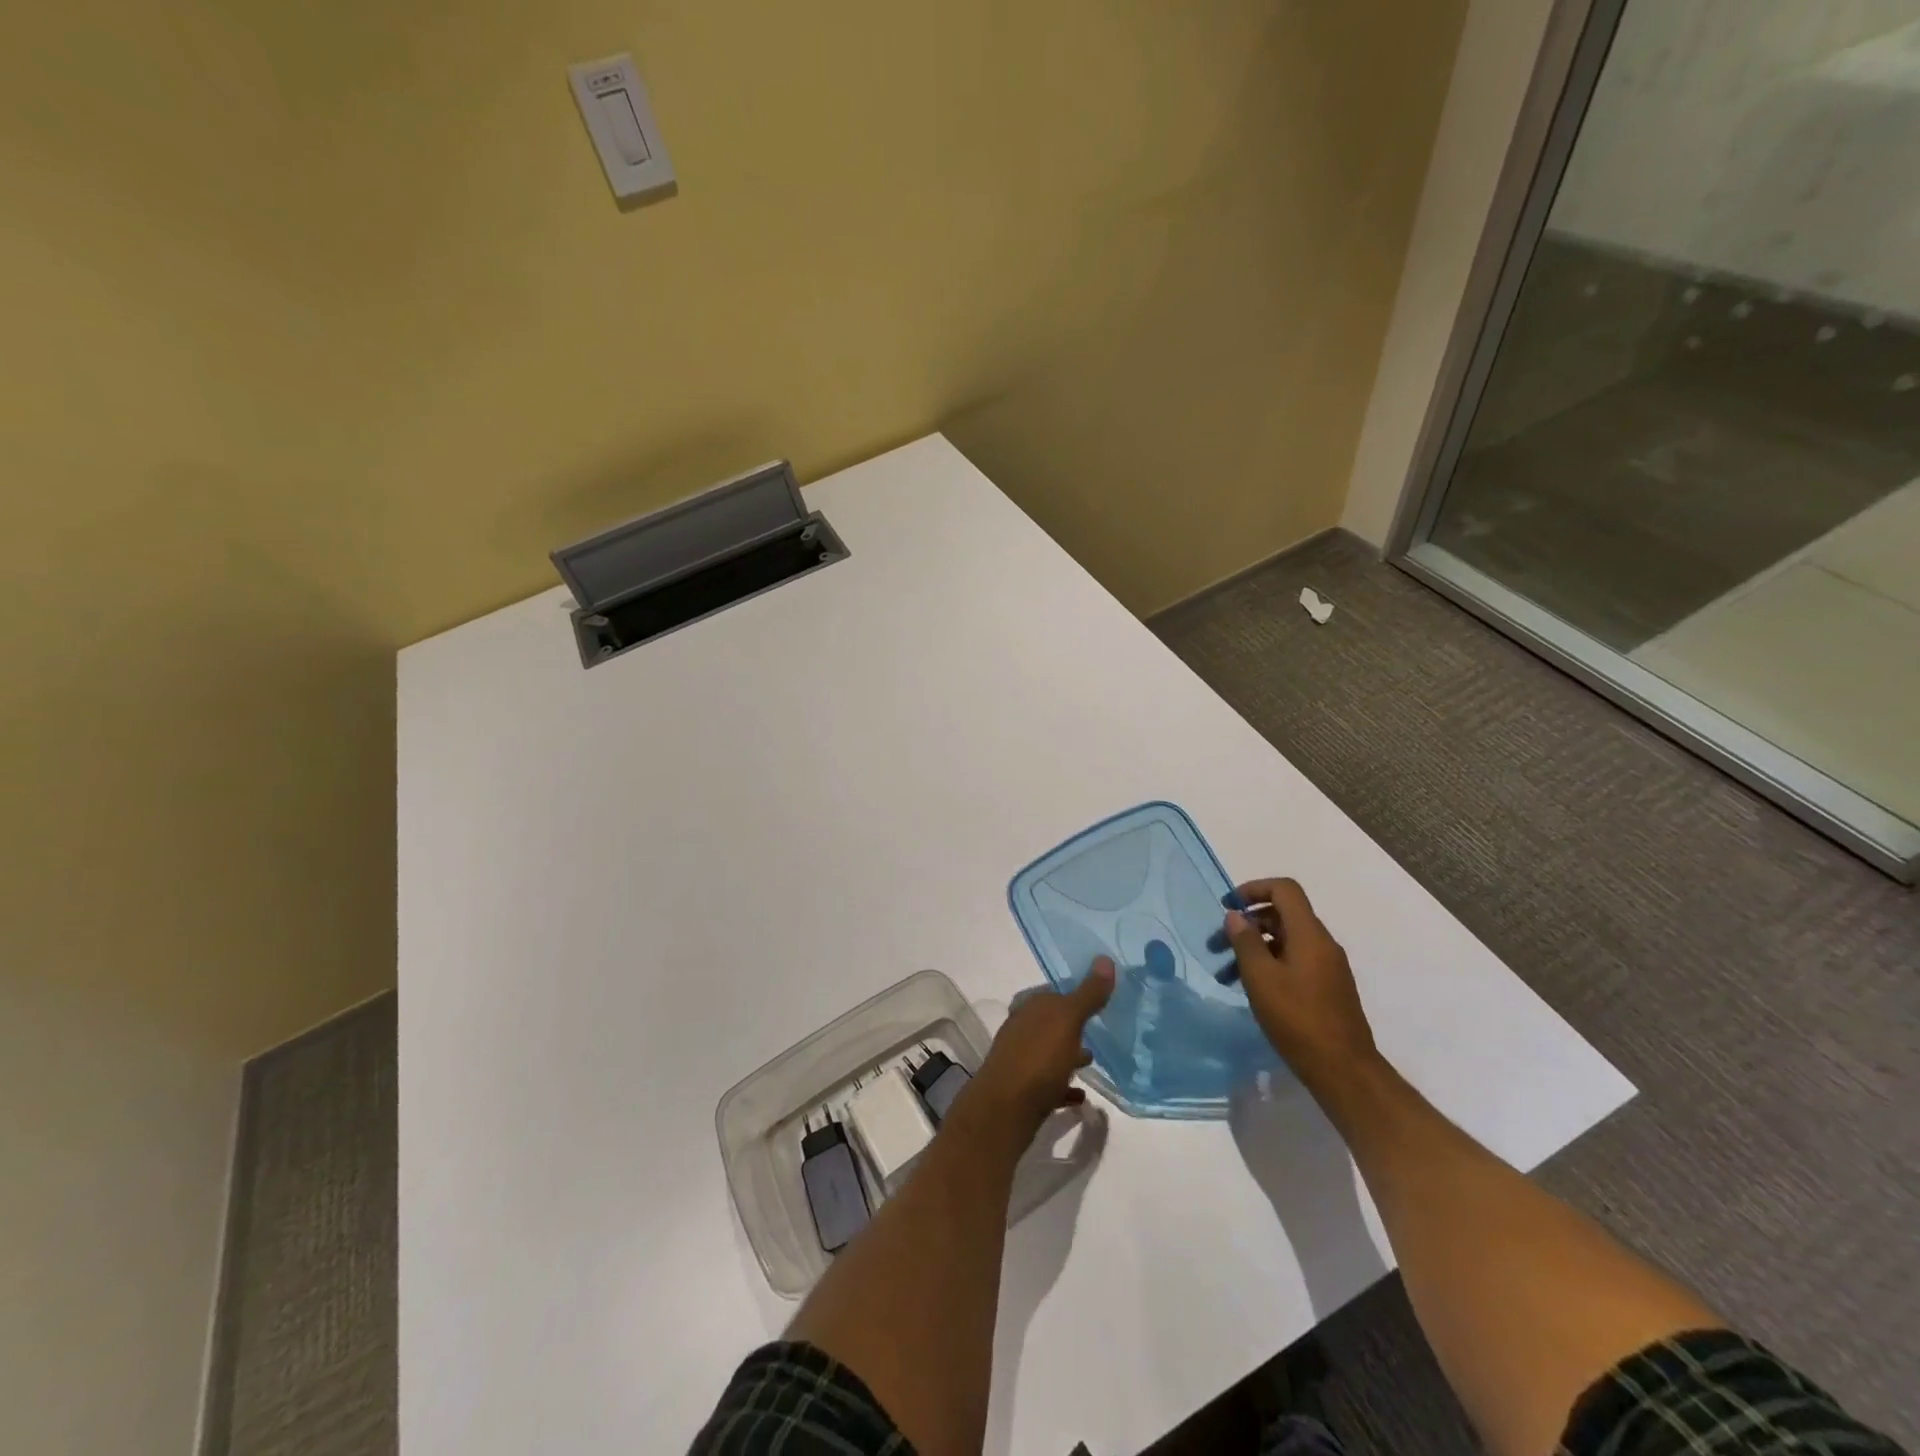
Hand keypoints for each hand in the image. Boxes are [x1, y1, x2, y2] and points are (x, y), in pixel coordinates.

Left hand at [957, 959, 1114, 1144]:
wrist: (1004, 1110)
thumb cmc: (1038, 1058)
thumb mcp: (1068, 1020)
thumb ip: (1088, 994)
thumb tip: (1105, 959)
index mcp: (1030, 1008)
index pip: (1055, 994)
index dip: (1076, 996)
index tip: (1100, 1002)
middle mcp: (1022, 1029)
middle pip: (1051, 1023)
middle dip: (1073, 1026)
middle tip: (1100, 1032)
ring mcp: (1021, 1060)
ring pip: (1050, 1052)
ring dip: (1068, 1054)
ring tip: (1093, 1061)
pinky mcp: (1024, 1091)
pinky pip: (1049, 1084)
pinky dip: (1064, 1086)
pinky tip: (1081, 1097)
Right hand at [1222, 878, 1376, 1087]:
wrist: (1344, 1071)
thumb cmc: (1298, 1020)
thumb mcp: (1261, 978)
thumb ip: (1246, 942)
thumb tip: (1235, 916)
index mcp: (1309, 934)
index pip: (1284, 890)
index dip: (1253, 889)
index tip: (1228, 906)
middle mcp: (1322, 944)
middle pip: (1282, 915)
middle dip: (1246, 924)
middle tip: (1216, 945)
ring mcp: (1327, 967)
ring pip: (1285, 941)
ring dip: (1254, 948)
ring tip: (1225, 974)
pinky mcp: (1327, 988)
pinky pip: (1294, 961)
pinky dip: (1269, 964)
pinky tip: (1251, 989)